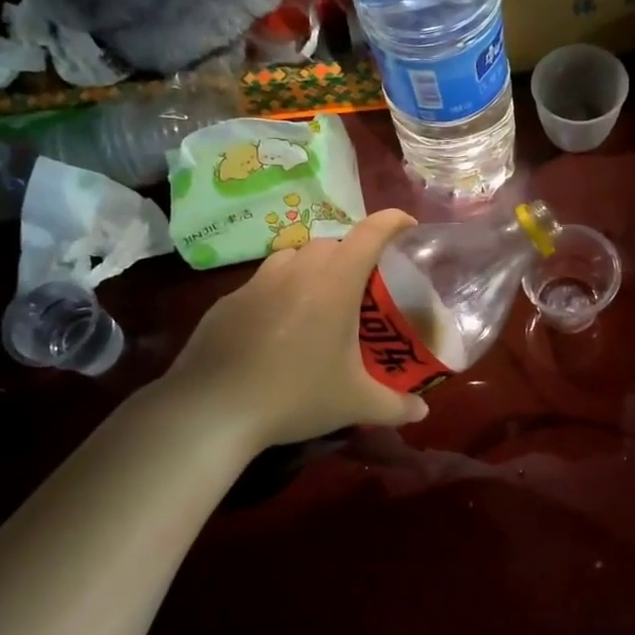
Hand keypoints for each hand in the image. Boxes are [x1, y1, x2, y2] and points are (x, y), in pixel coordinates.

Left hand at [164, 208, 428, 450]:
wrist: (211, 409)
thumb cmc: (295, 395)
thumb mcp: (354, 404)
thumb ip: (395, 406)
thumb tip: (423, 411)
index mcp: (333, 282)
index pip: (369, 234)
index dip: (393, 223)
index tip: (408, 226)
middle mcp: (296, 270)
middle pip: (331, 242)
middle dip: (352, 252)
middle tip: (364, 284)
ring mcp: (256, 283)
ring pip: (292, 256)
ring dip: (312, 267)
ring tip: (320, 301)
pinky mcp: (227, 302)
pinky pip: (262, 283)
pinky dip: (279, 292)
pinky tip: (277, 329)